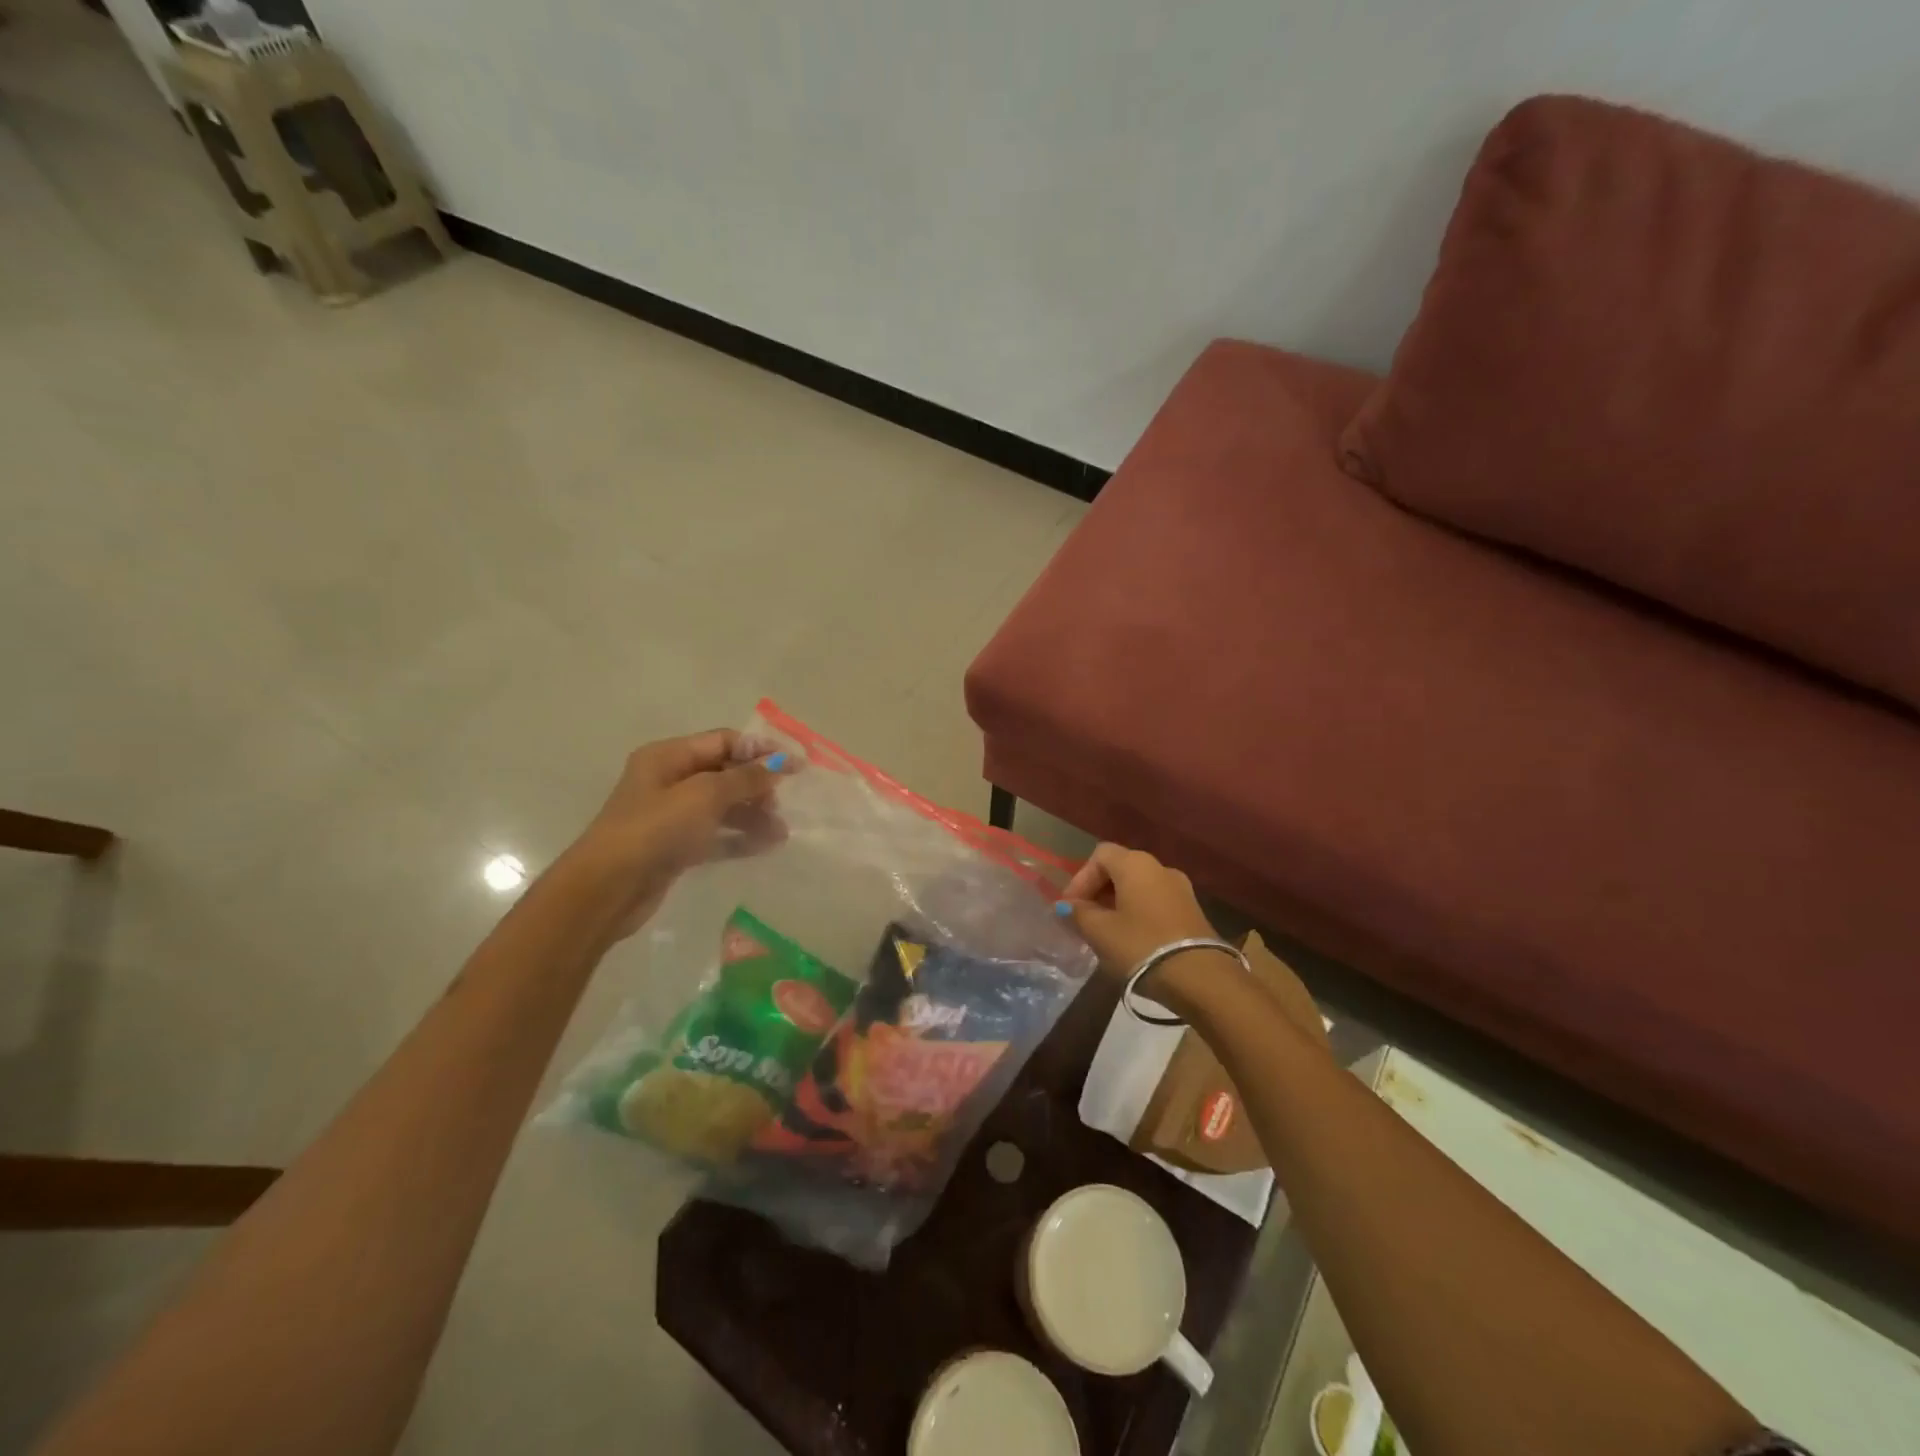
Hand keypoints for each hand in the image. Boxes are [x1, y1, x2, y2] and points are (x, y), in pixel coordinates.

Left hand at [573, 729, 788, 937]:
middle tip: (783, 803)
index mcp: (668, 756)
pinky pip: (715, 835)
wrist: (609, 888)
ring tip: (782, 832)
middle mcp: (669, 780)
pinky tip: (766, 845)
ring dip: (753, 814)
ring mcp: (671, 815)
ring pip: (722, 806)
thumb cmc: (656, 829)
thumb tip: (779, 764)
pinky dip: (740, 837)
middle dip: (757, 785)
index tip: (795, 766)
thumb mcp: (705, 795)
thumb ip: (745, 778)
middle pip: (724, 773)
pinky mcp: (675, 847)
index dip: (760, 750)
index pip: (723, 741)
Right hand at [1058, 844, 1218, 979]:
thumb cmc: (1141, 946)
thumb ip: (1079, 914)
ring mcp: (1181, 889)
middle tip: (1083, 920)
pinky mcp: (1193, 912)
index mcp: (1136, 864)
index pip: (1100, 855)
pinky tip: (1130, 940)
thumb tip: (1067, 906)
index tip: (1070, 908)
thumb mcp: (1100, 932)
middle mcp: (1160, 868)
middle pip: (1120, 869)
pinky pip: (1155, 903)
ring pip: (1138, 888)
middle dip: (1097, 892)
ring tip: (1104, 933)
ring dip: (1117, 904)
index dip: (1080, 878)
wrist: (1201, 979)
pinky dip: (1137, 914)